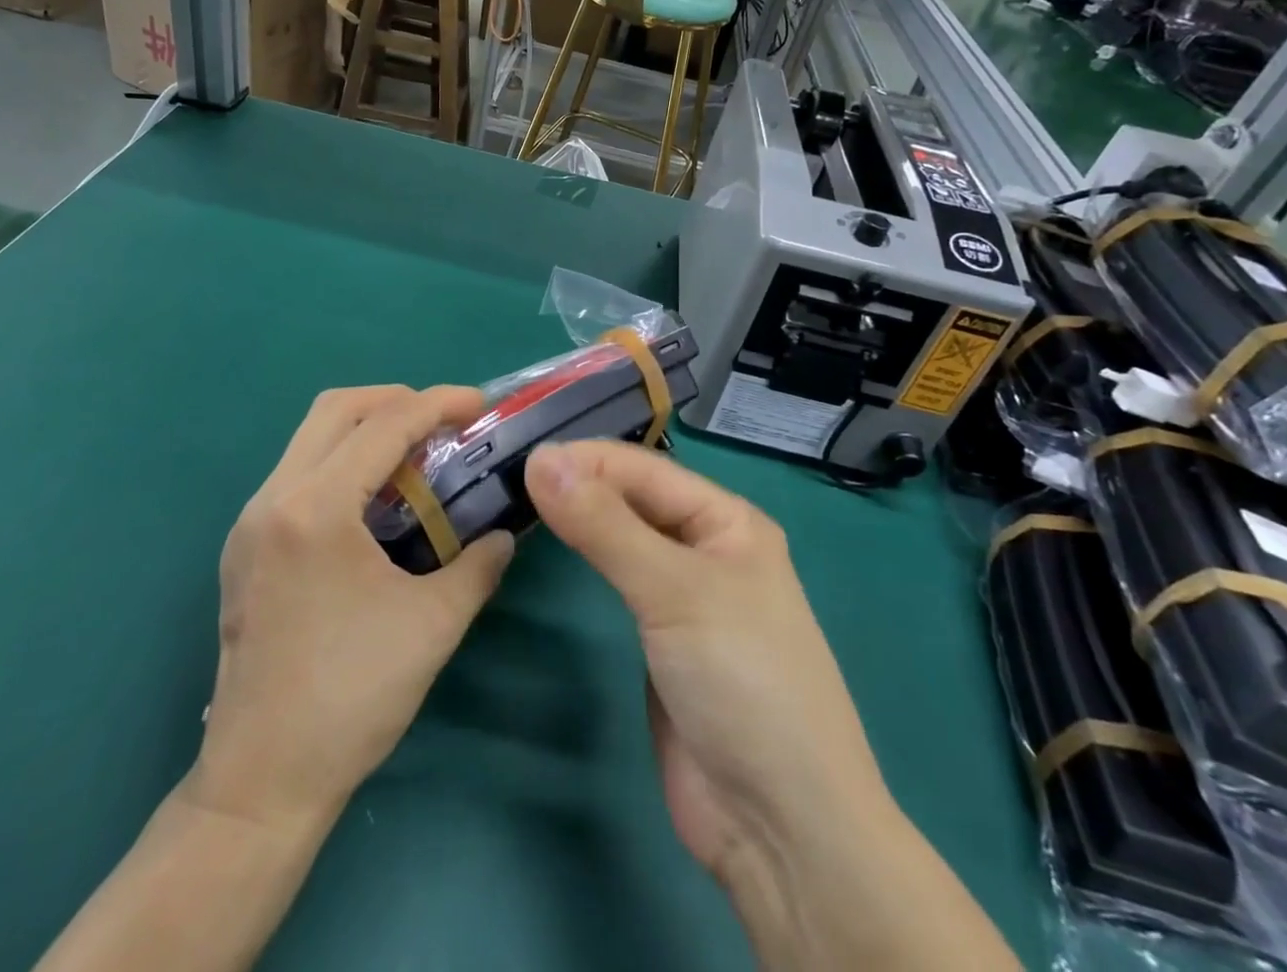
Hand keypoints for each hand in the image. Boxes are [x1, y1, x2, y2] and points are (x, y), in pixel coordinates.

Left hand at [188, 386, 514, 835]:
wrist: (262, 781)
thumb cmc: (351, 698)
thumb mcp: (433, 625)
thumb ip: (478, 566)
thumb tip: (504, 535)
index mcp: (315, 510)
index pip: (384, 426)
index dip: (438, 404)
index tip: (479, 405)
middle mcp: (273, 499)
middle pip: (334, 409)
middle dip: (396, 400)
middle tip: (444, 421)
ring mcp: (250, 522)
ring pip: (310, 437)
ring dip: (366, 429)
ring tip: (416, 456)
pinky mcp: (244, 546)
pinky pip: (297, 472)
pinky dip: (341, 462)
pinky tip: (375, 500)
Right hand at [525, 442, 1016, 971]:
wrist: (778, 828)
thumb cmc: (741, 684)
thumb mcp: (674, 592)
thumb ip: (604, 525)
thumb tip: (540, 459)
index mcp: (727, 520)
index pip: (643, 470)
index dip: (584, 459)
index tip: (518, 458)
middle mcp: (706, 546)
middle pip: (632, 498)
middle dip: (578, 483)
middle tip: (507, 476)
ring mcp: (682, 594)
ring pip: (622, 535)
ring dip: (578, 516)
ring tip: (516, 498)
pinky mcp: (660, 636)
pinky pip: (617, 578)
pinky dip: (585, 555)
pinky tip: (551, 543)